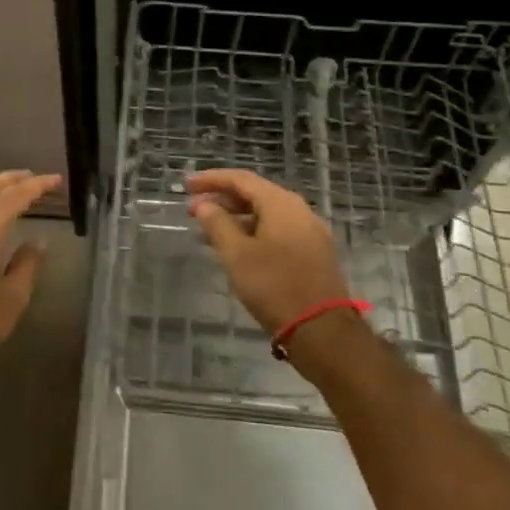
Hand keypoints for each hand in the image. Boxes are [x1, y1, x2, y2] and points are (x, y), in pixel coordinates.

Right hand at [187, 169, 349, 339]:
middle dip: (223, 200)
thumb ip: (218, 224)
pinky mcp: (314, 253)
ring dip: (237, 218)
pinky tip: (238, 249)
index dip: (212, 179)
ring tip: (210, 231)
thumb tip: (204, 205)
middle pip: (256, 194)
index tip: (187, 185)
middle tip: (194, 210)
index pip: (241, 180)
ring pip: (267, 215)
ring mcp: (310, 232)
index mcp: (281, 204)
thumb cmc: (274, 287)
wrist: (322, 330)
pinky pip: (278, 231)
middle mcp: (300, 211)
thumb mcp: (237, 255)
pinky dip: (254, 232)